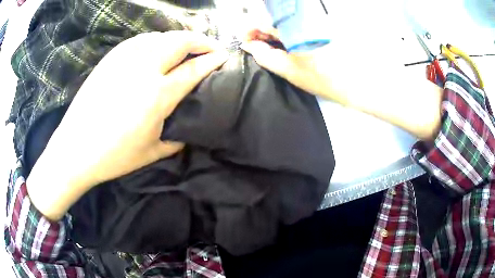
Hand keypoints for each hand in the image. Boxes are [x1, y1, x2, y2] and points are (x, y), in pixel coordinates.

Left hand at [27, 31, 228, 219]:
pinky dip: (158, 40)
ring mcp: (125, 58)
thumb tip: (188, 125)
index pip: (194, 69)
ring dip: (180, 39)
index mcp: (157, 95)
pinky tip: (159, 50)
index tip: (225, 57)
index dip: (213, 60)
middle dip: (202, 41)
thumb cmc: (113, 156)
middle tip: (212, 48)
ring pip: (162, 36)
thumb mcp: (152, 153)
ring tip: (188, 48)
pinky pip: (142, 40)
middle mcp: (144, 68)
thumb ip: (177, 137)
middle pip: (181, 41)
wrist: (75, 149)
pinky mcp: (112, 57)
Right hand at [241, 29, 442, 140]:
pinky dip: (288, 33)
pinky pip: (298, 25)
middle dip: (261, 30)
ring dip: (275, 32)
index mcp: (295, 27)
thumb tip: (249, 46)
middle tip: (257, 46)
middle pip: (274, 18)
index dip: (250, 29)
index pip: (264, 19)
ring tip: (272, 48)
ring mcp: (314, 21)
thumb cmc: (327, 79)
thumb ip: (266, 56)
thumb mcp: (292, 71)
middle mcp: (304, 19)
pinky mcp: (321, 25)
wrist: (361, 82)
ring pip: (286, 21)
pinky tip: (288, 45)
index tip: (246, 40)